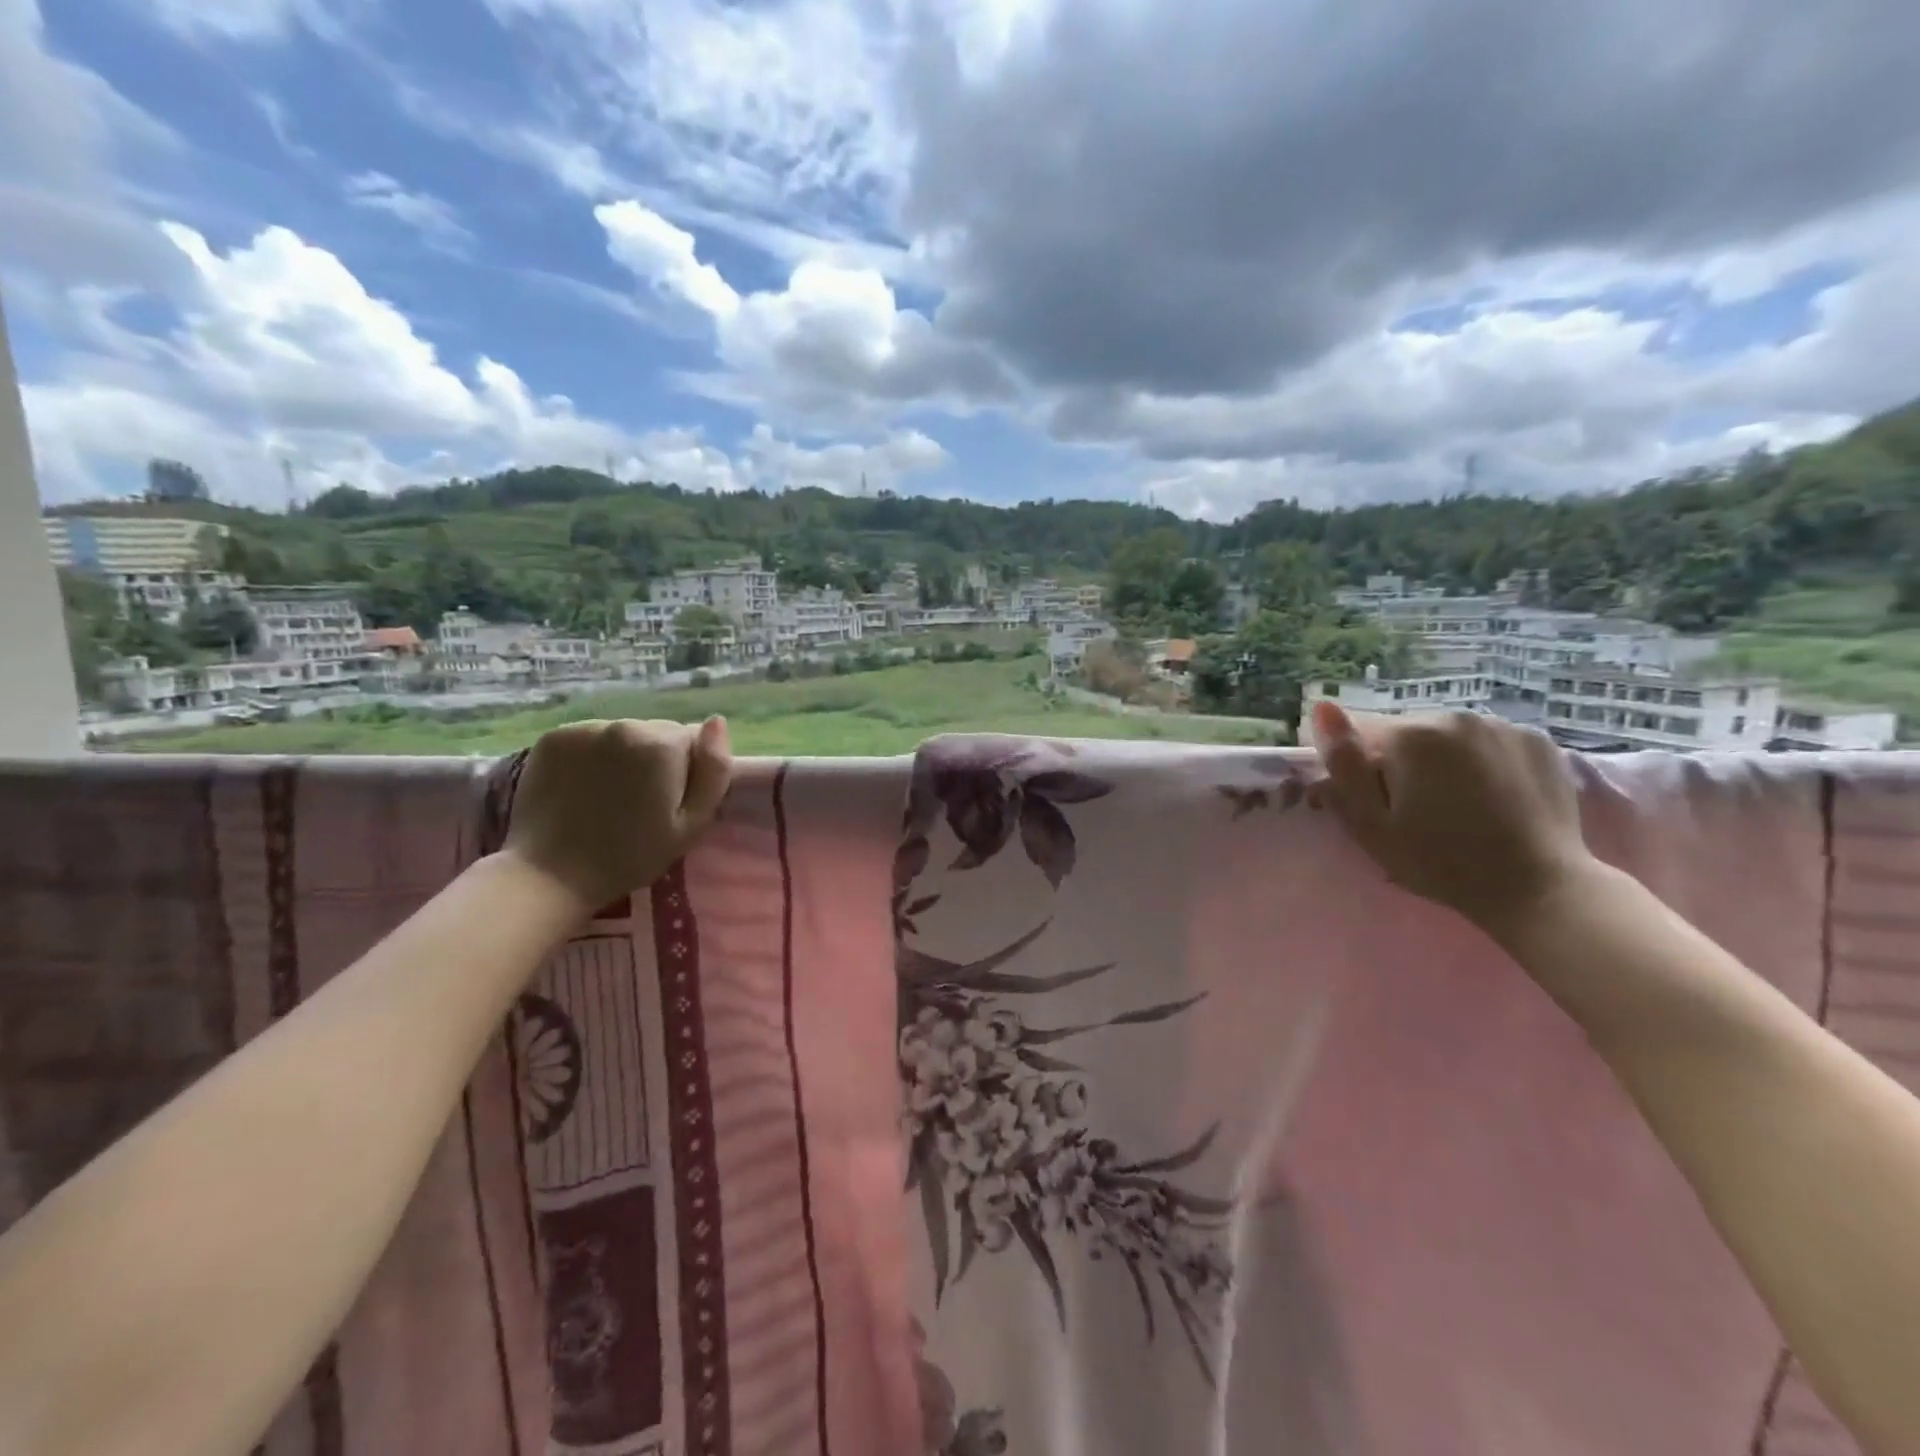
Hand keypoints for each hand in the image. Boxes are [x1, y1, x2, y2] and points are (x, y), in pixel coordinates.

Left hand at [503, 717, 732, 916]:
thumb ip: (714, 771)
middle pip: (656, 733)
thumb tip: (717, 721)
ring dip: (623, 756)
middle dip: (655, 759)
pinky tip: (583, 788)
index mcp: (662, 744)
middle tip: (639, 803)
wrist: (550, 875)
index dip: (686, 771)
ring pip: (622, 735)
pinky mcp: (553, 737)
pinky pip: (589, 738)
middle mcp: (624, 724)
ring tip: (608, 797)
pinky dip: (591, 756)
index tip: (668, 802)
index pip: (692, 739)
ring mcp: (584, 728)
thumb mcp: (692, 825)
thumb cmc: (631, 856)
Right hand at [1309, 700, 1595, 932]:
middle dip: (1401, 762)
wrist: (1539, 889)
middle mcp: (1456, 716)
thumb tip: (1322, 708)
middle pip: (1406, 733)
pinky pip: (1488, 742)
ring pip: (1448, 736)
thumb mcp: (1370, 824)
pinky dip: (1481, 761)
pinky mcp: (1539, 740)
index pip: (1360, 732)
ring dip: (1441, 760)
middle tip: (1415, 811)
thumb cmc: (1439, 862)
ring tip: (1457, 805)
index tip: (1374, 802)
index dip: (1359, 767)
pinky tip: (1491, 796)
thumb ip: (1343, 764)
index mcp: (1411, 735)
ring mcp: (1503, 725)